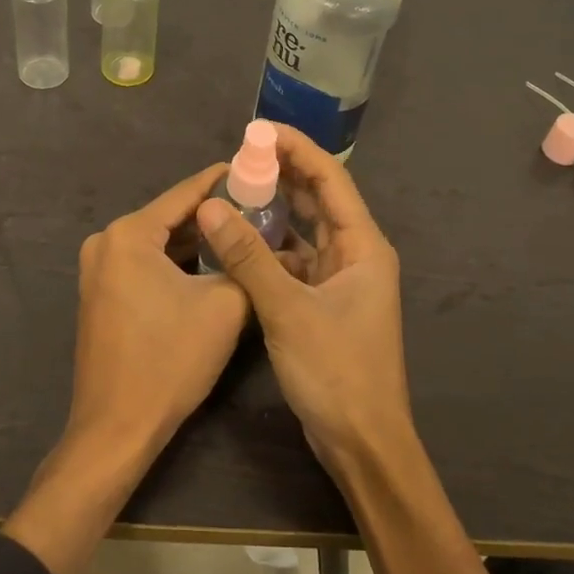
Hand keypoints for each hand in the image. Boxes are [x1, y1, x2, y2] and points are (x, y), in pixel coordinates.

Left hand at [67, 163, 251, 461]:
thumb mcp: (224, 307)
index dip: (225, 181)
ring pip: (159, 242)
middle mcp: (106, 241)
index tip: (258, 171)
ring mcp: (98, 269)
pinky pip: (144, 264)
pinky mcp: (100, 293)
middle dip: (214, 216)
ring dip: (197, 242)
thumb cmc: (169, 361)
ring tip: (244, 237)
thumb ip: (251, 266)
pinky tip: (211, 267)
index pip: (186, 193)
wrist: (116, 429)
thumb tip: (290, 249)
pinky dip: (176, 263)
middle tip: (261, 211)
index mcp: (129, 233)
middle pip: (171, 217)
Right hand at [196, 125, 412, 476]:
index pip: (330, 179)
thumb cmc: (336, 371)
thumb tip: (211, 207)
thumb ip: (248, 256)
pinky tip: (239, 242)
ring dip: (274, 212)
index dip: (297, 149)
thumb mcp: (287, 309)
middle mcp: (355, 255)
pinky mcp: (323, 304)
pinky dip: (270, 249)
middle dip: (283, 175)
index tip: (259, 130)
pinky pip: (294, 262)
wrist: (362, 444)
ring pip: (304, 232)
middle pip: (318, 200)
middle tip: (240, 156)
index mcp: (363, 246)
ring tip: (235, 191)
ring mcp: (340, 280)